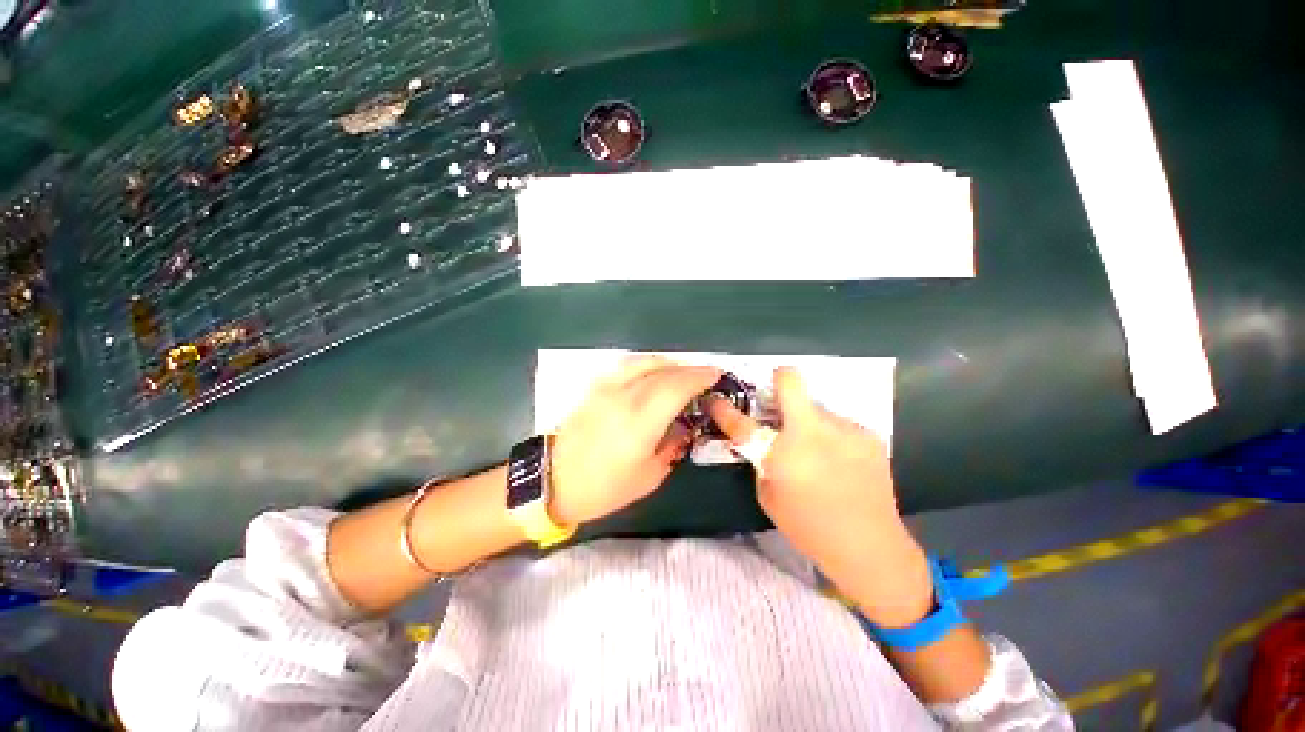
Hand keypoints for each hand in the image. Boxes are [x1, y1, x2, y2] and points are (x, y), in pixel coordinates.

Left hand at [549, 357, 721, 526]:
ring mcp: (607, 388)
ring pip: (644, 362)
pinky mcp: (595, 387)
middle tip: (705, 375)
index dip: (700, 377)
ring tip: (682, 372)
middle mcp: (624, 396)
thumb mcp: (649, 476)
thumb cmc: (604, 488)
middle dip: (689, 369)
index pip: (677, 386)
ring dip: (669, 363)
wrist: (553, 480)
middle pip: (664, 371)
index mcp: (640, 421)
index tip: (716, 375)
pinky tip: (654, 373)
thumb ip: (672, 445)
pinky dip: (647, 364)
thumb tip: (685, 425)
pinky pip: (627, 366)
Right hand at [706, 367, 934, 627]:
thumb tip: (762, 441)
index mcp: (783, 451)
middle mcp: (813, 430)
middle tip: (777, 406)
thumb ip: (762, 461)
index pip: (741, 422)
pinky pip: (838, 424)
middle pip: (791, 382)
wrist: (869, 545)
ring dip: (808, 421)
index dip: (723, 409)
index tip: (716, 400)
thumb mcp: (769, 496)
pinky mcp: (868, 434)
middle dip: (778, 385)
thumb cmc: (809, 526)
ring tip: (817, 450)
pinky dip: (831, 435)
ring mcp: (845, 428)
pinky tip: (840, 461)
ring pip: (816, 407)